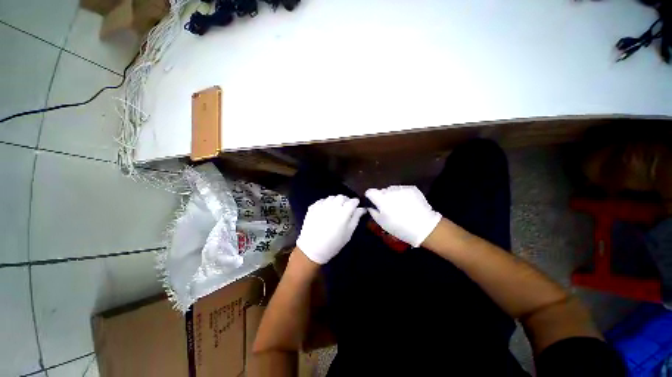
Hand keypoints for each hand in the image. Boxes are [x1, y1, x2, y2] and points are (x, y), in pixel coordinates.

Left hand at [296, 195, 365, 263]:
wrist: (312, 249)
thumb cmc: (334, 243)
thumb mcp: (348, 233)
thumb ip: (356, 218)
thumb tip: (362, 209)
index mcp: (343, 213)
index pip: (352, 201)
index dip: (356, 202)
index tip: (356, 205)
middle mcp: (332, 206)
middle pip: (341, 197)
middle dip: (346, 200)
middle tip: (346, 207)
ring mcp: (321, 206)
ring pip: (331, 197)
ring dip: (336, 200)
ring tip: (336, 208)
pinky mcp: (312, 207)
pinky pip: (321, 200)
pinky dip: (326, 202)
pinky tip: (326, 210)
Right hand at [365, 186, 441, 246]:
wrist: (424, 226)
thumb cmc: (399, 227)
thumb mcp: (382, 223)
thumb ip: (373, 212)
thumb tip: (370, 206)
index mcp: (381, 199)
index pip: (370, 192)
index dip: (370, 197)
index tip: (373, 202)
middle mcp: (390, 191)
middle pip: (382, 191)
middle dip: (383, 197)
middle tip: (387, 207)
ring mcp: (401, 188)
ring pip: (392, 190)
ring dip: (392, 195)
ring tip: (398, 205)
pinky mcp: (411, 188)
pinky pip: (401, 189)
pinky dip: (401, 195)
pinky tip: (407, 203)